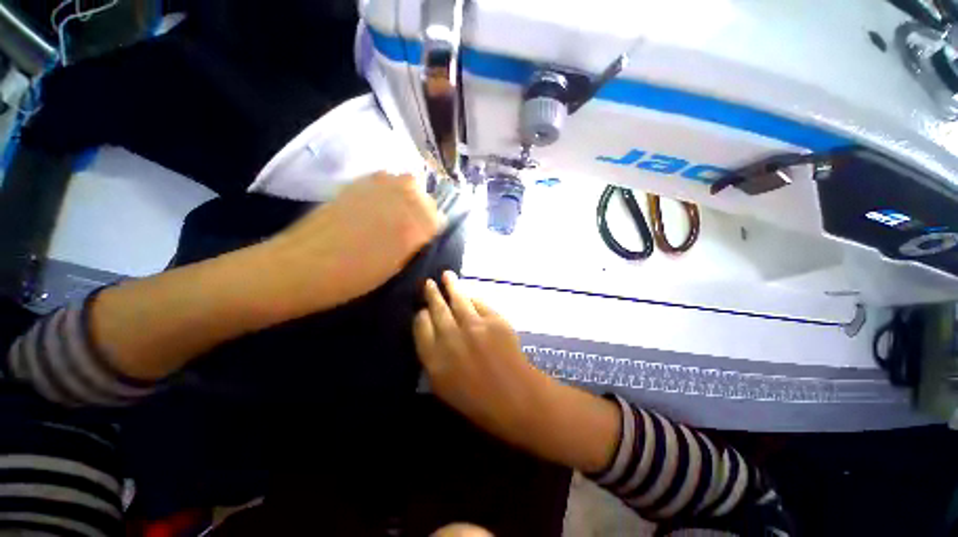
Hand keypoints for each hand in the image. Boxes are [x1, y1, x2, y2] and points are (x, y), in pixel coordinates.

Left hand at [268, 172, 442, 311]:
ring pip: (406, 180)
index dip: (435, 225)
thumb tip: (423, 232)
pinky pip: (383, 177)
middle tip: (414, 223)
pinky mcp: (355, 185)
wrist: (303, 266)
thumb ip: (413, 244)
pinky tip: (379, 201)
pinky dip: (388, 186)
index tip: (428, 235)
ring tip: (398, 210)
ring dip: (408, 193)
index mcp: (411, 228)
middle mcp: (398, 203)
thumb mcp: (395, 267)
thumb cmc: (353, 277)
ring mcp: (376, 190)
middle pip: (425, 195)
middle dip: (424, 207)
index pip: (438, 217)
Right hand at [413, 272, 620, 471]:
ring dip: (451, 285)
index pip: (421, 326)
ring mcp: (474, 326)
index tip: (423, 310)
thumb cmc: (477, 401)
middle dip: (432, 294)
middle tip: (429, 283)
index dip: (421, 315)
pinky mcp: (493, 320)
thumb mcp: (444, 386)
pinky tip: (469, 294)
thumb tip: (431, 332)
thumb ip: (433, 357)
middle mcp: (450, 337)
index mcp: (434, 358)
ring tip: (446, 275)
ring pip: (457, 299)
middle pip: (437, 309)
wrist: (515, 398)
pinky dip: (472, 298)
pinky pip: (479, 303)